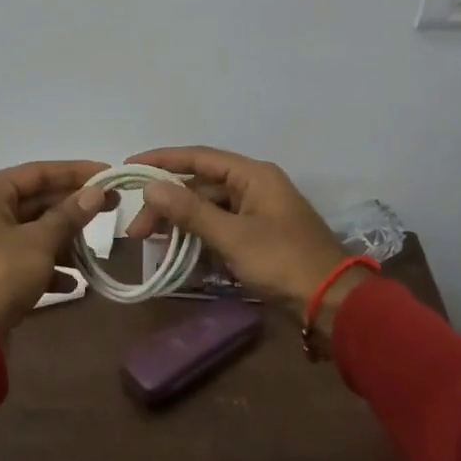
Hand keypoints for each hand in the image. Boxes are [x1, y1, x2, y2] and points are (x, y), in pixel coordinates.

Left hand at [0, 160, 108, 337]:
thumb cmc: (1, 273)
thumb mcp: (40, 241)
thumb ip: (69, 215)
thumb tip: (96, 192)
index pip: (38, 172)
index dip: (76, 172)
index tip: (108, 174)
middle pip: (37, 201)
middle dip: (74, 208)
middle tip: (113, 206)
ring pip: (34, 231)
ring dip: (64, 242)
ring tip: (92, 253)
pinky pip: (26, 259)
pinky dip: (49, 268)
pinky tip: (73, 283)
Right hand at [122, 146, 366, 324]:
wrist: (332, 303)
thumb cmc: (283, 261)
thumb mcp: (232, 236)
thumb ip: (190, 211)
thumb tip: (151, 187)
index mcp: (253, 175)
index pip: (199, 157)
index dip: (162, 161)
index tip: (129, 168)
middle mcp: (254, 187)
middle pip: (200, 187)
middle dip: (167, 205)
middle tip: (138, 232)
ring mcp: (257, 214)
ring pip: (208, 211)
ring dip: (180, 226)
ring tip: (153, 246)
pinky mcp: (258, 238)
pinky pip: (220, 231)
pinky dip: (198, 242)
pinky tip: (178, 259)